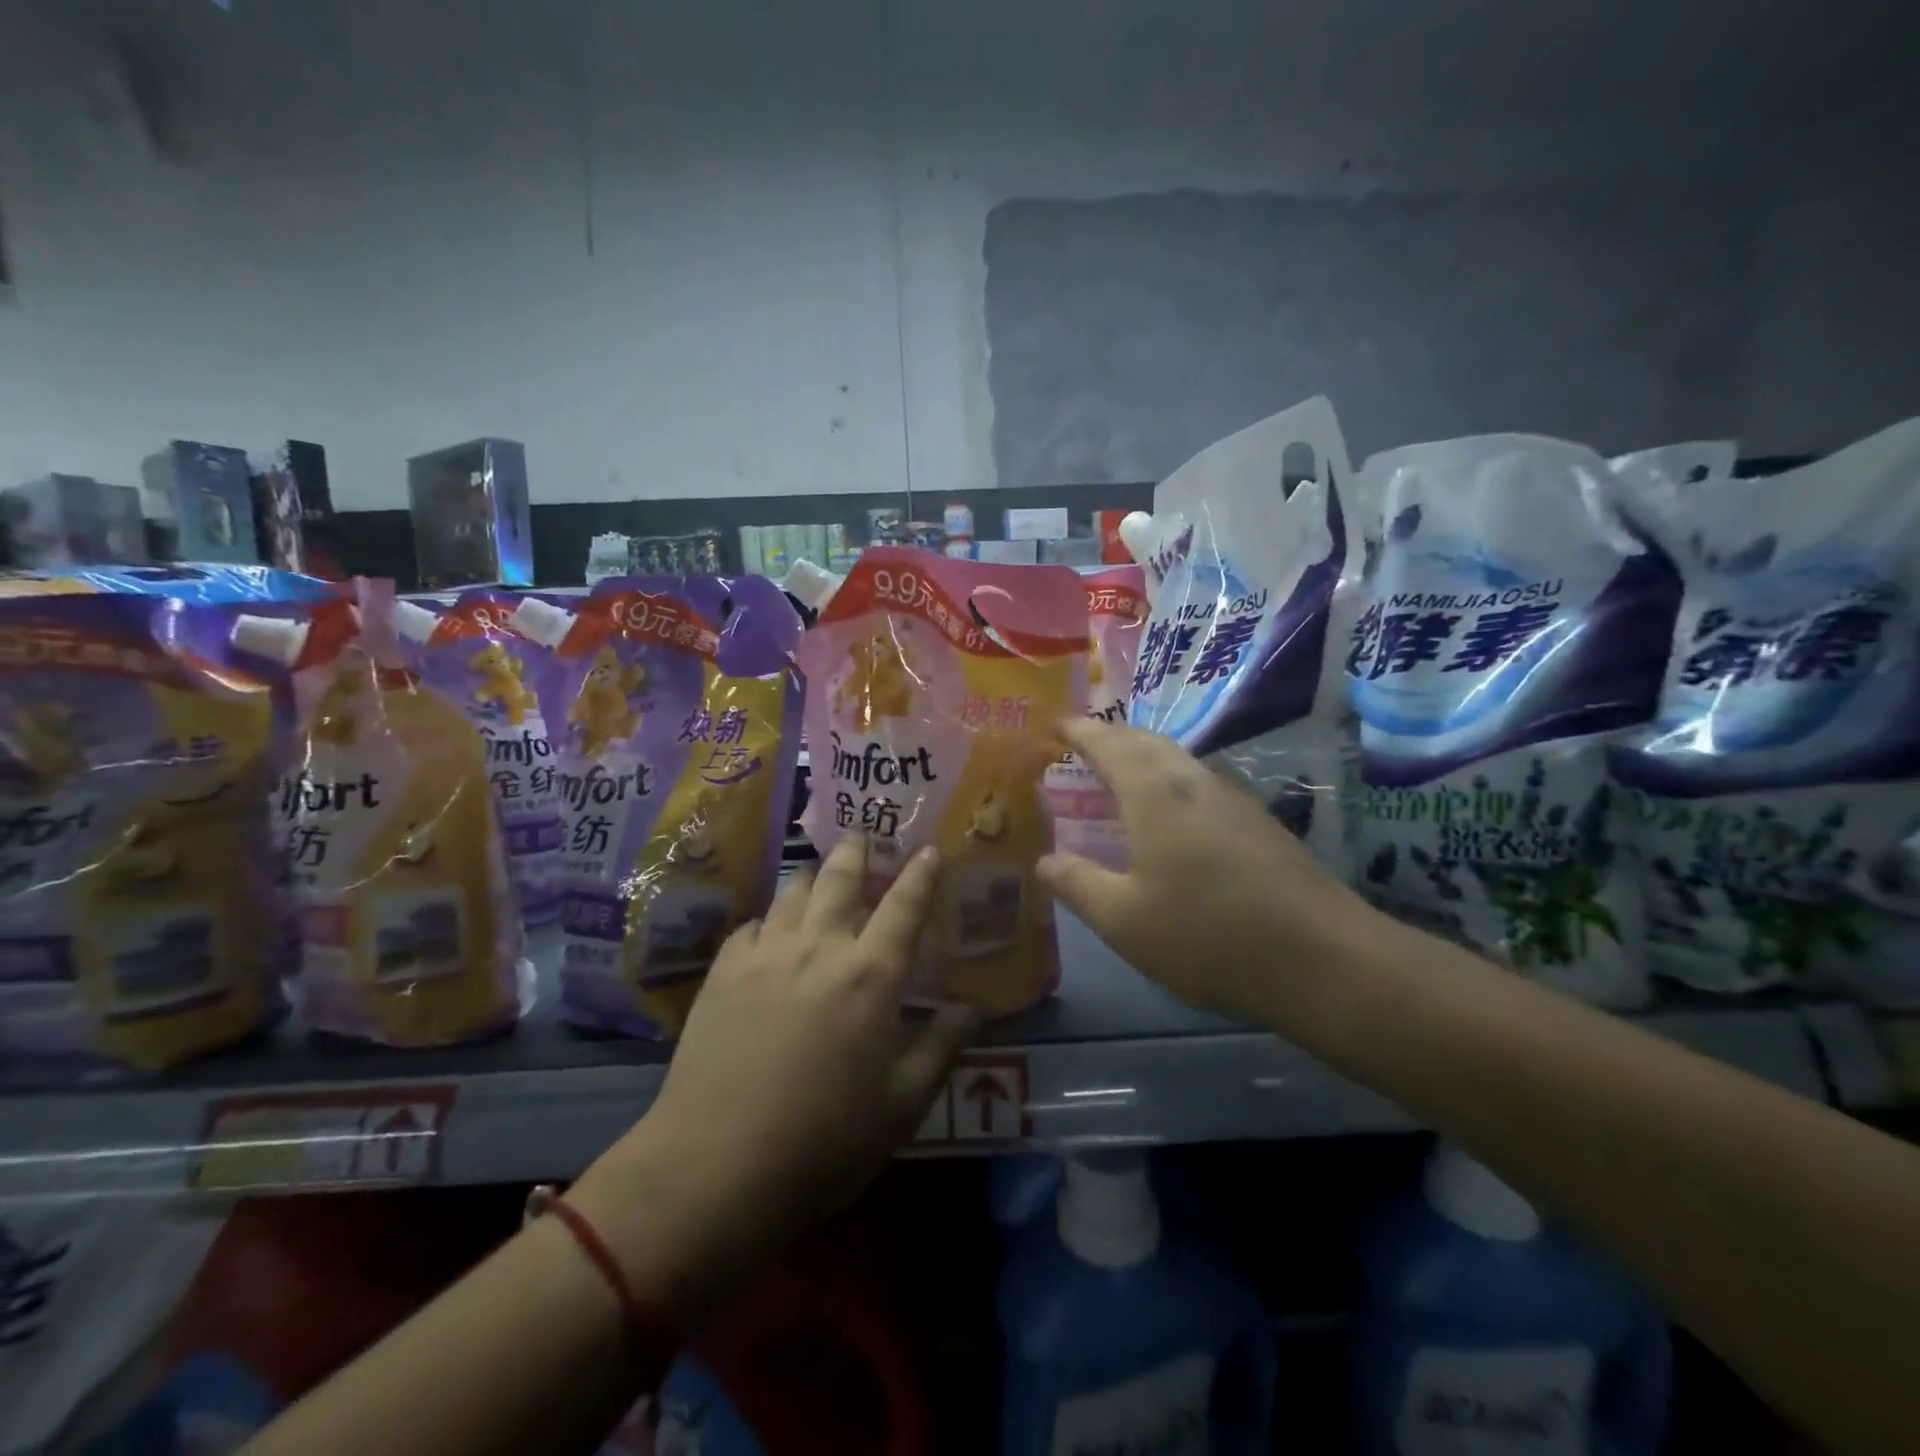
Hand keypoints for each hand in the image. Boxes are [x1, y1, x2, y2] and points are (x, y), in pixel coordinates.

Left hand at [570, 835, 979, 1313]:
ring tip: (819, 876)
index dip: (922, 873)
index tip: (931, 848)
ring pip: (793, 890)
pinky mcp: (723, 971)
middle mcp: (819, 946)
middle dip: (857, 850)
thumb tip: (974, 1008)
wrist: (716, 1166)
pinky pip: (753, 924)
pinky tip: (770, 933)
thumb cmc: (825, 1141)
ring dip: (813, 877)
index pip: (905, 904)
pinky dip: (770, 919)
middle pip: (840, 876)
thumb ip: (941, 1046)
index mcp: (871, 974)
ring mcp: (766, 953)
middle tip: (863, 836)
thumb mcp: (902, 1104)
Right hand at [1037, 718, 1372, 1023]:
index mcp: (1154, 794)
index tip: (1055, 724)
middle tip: (1083, 744)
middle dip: (1112, 735)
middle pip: (1147, 741)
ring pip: (1178, 759)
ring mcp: (1234, 798)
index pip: (1108, 744)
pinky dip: (1170, 779)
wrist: (1322, 958)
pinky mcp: (1260, 821)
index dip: (1079, 731)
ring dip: (1144, 754)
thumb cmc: (1208, 936)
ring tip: (1121, 772)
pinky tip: (1172, 812)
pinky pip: (1200, 781)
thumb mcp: (1124, 921)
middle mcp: (1194, 781)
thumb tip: (1044, 861)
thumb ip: (1078, 885)